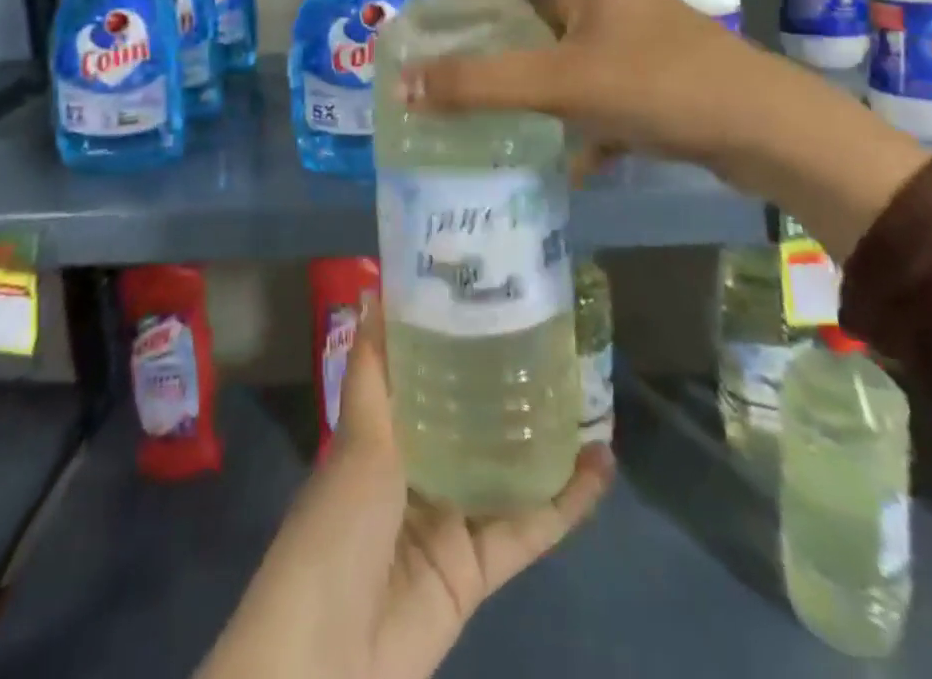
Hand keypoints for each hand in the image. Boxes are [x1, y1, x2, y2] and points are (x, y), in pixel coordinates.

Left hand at [197, 297, 611, 678]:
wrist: (330, 654)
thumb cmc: (338, 525)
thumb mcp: (358, 437)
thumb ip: (373, 369)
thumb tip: (370, 290)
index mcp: (384, 435)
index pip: (427, 379)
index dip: (456, 345)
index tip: (494, 304)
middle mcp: (419, 471)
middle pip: (472, 423)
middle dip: (509, 391)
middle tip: (556, 346)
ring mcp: (452, 521)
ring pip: (508, 471)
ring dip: (548, 442)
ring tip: (590, 397)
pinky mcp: (480, 569)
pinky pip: (529, 528)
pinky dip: (566, 502)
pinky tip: (601, 465)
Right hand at [401, 0, 929, 259]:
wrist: (765, 129)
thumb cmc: (659, 82)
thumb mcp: (561, 82)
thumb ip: (482, 84)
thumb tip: (405, 84)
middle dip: (498, 7)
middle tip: (451, 30)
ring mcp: (636, 40)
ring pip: (568, 42)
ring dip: (531, 60)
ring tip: (486, 85)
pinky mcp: (653, 80)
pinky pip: (596, 88)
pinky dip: (572, 112)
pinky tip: (556, 154)